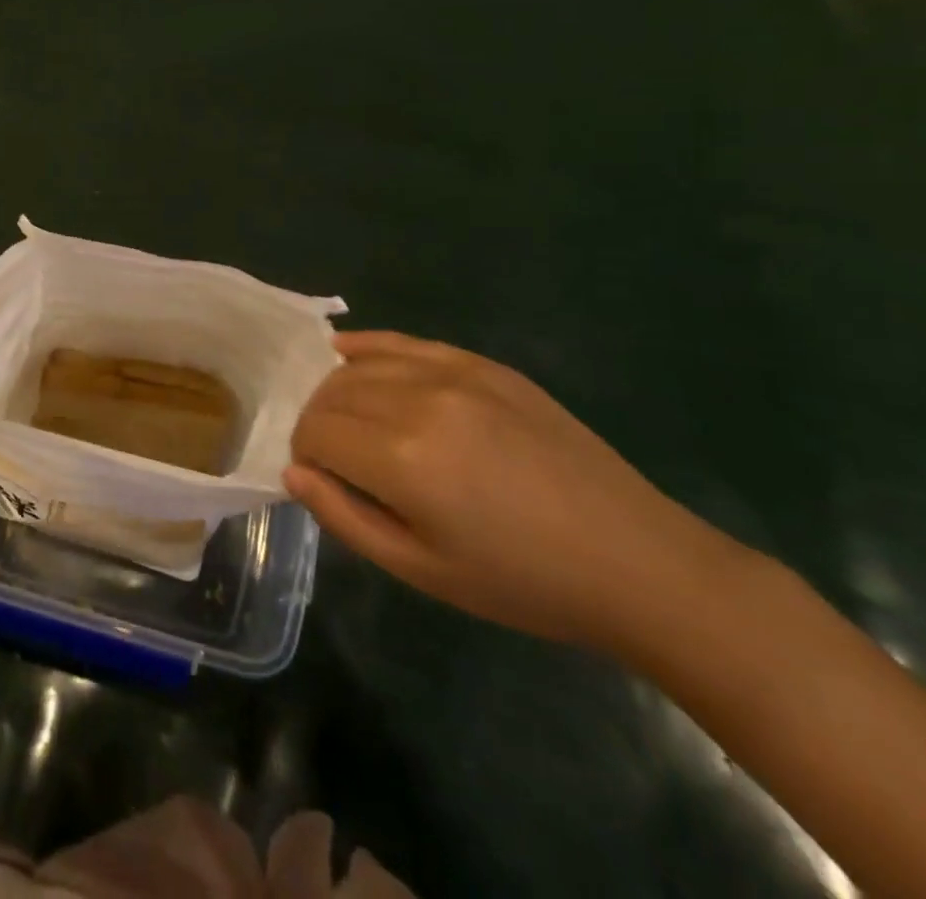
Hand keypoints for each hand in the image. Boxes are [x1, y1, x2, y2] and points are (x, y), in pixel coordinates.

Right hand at [284, 331, 734, 653]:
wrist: (633, 561)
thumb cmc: (521, 582)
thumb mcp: (421, 570)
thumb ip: (344, 516)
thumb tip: (292, 470)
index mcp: (402, 460)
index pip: (314, 432)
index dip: (304, 453)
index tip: (321, 477)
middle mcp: (419, 401)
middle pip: (332, 393)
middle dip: (317, 420)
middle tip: (334, 456)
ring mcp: (454, 374)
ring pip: (361, 365)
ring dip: (338, 388)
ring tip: (349, 420)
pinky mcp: (483, 364)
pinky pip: (405, 342)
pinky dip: (368, 346)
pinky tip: (348, 351)